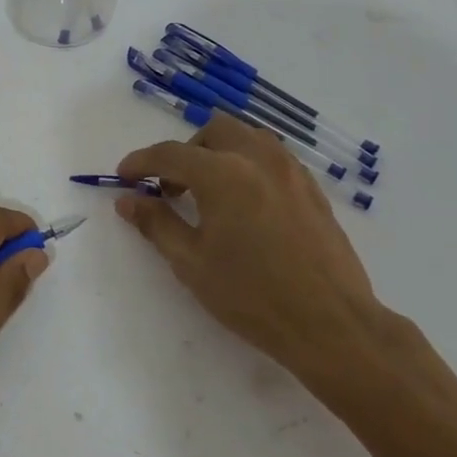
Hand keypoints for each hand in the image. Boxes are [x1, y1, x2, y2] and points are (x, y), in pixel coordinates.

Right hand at [116, 114, 392, 403]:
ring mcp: (290, 171)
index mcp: (222, 173)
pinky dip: (249, 163)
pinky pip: (273, 156)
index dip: (141, 162)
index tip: (123, 176)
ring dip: (220, 151)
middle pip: (212, 131)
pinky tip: (246, 201)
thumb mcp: (192, 263)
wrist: (332, 325)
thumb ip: (156, 224)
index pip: (170, 154)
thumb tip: (128, 200)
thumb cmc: (253, 296)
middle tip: (172, 188)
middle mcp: (257, 158)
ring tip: (210, 190)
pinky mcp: (312, 188)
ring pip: (247, 136)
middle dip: (185, 152)